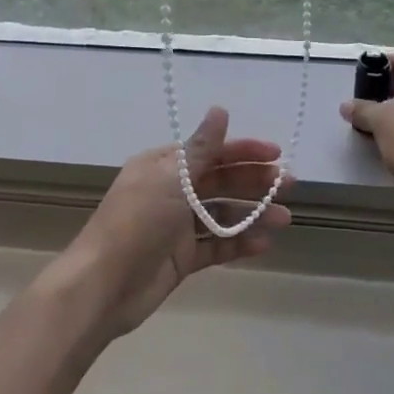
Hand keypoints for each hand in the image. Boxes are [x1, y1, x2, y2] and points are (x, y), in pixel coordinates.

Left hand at [52, 106, 292, 339]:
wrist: (104, 285)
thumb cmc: (137, 222)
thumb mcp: (171, 178)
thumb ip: (201, 148)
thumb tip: (220, 109)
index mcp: (162, 166)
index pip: (209, 151)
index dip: (242, 151)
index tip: (276, 154)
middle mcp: (170, 192)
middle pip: (219, 182)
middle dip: (253, 182)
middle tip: (289, 185)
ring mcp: (176, 227)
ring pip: (221, 214)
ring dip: (252, 214)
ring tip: (284, 219)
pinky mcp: (181, 259)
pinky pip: (215, 246)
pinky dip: (238, 243)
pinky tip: (263, 243)